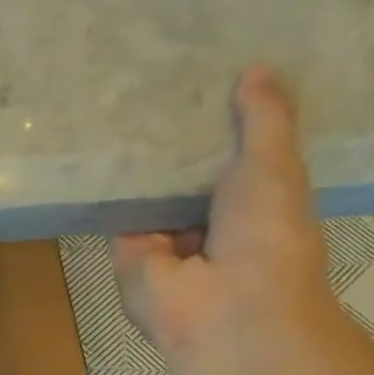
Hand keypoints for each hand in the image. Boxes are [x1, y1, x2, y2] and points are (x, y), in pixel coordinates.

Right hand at [111, 67, 334, 369]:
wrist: (224, 306)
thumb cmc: (267, 234)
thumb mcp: (275, 165)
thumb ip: (264, 120)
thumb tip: (258, 68)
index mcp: (253, 207)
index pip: (234, 159)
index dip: (222, 125)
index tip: (206, 80)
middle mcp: (209, 225)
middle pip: (186, 177)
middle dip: (174, 142)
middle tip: (155, 82)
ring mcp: (167, 244)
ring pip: (150, 195)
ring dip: (141, 162)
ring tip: (121, 102)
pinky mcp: (129, 255)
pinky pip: (119, 215)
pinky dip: (112, 187)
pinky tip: (98, 144)